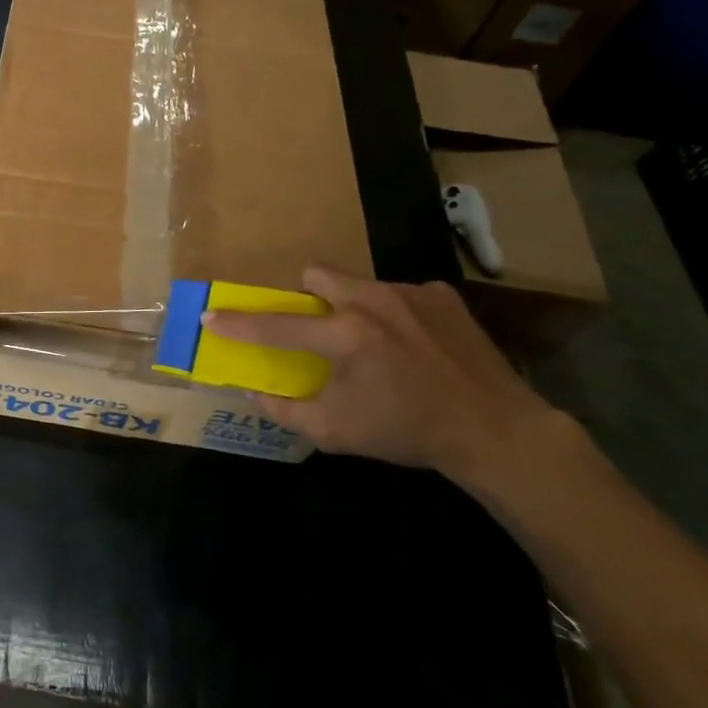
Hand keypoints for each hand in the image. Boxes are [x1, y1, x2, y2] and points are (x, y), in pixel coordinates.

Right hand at [202, 267, 565, 483]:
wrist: (496, 431)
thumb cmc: (408, 432)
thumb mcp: (336, 432)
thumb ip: (286, 409)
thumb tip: (253, 391)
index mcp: (345, 335)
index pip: (276, 326)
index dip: (238, 323)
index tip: (211, 316)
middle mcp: (373, 301)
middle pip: (317, 275)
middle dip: (306, 297)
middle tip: (317, 328)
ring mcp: (411, 293)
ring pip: (359, 283)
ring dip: (352, 306)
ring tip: (373, 342)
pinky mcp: (442, 296)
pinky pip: (400, 293)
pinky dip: (394, 314)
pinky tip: (413, 345)